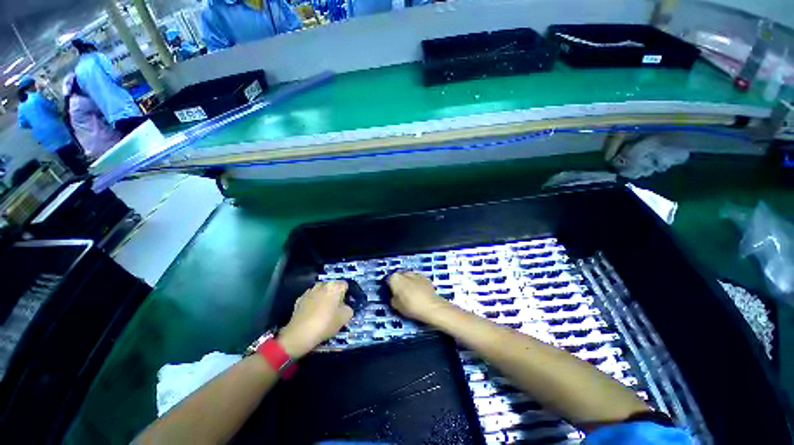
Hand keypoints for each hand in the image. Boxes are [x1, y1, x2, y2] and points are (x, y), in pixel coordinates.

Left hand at [279, 281, 353, 357]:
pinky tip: (312, 315)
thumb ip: (348, 309)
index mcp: (334, 286)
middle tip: (335, 308)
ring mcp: (309, 292)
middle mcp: (322, 285)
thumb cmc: (326, 323)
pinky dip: (313, 303)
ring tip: (323, 312)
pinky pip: (311, 299)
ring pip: (320, 292)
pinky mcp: (299, 299)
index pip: (344, 285)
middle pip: (332, 287)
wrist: (300, 334)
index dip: (346, 294)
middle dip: (334, 295)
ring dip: (323, 298)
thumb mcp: (345, 318)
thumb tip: (344, 307)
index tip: (344, 305)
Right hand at [388, 271, 450, 322]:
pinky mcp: (426, 278)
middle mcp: (405, 273)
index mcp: (395, 278)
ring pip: (409, 277)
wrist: (431, 307)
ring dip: (409, 283)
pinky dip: (418, 284)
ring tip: (411, 294)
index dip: (390, 287)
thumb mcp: (396, 306)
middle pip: (399, 277)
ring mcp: (416, 274)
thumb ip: (393, 298)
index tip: (392, 294)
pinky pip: (418, 280)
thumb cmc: (411, 306)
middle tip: (401, 294)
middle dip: (400, 283)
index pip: (389, 280)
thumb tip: (395, 296)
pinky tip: (419, 293)